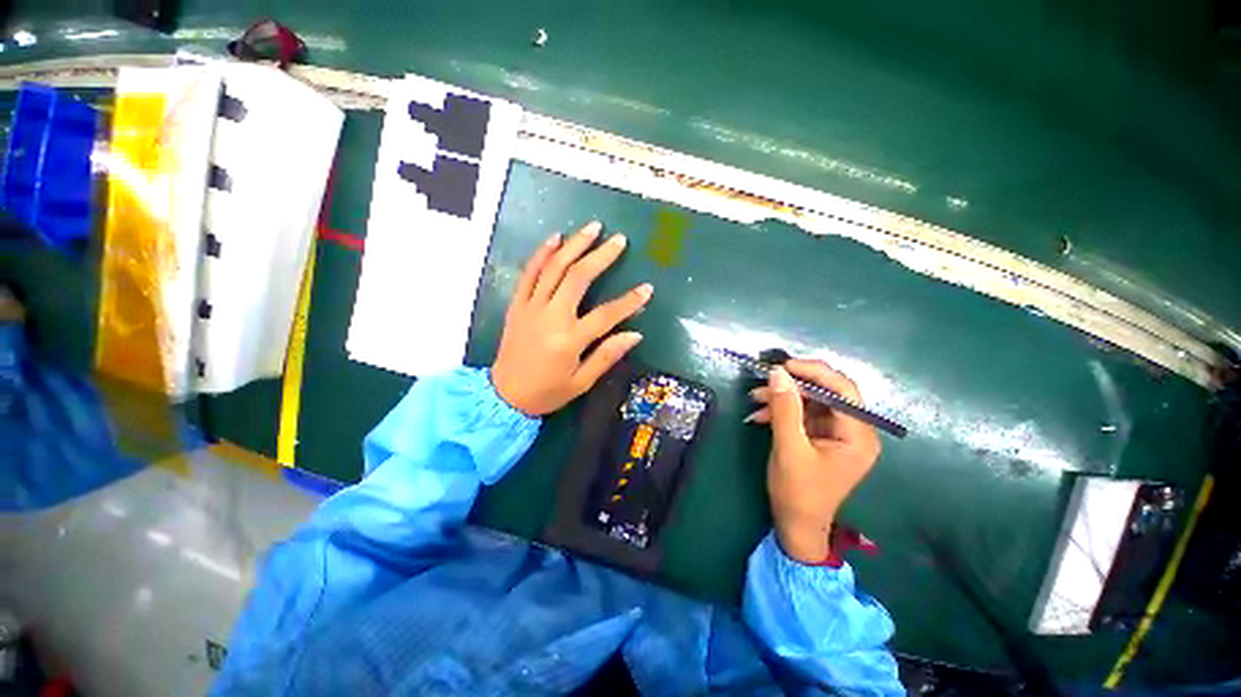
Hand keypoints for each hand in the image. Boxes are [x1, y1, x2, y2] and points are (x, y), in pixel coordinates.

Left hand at [491, 221, 652, 415]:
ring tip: (593, 228)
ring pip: (554, 268)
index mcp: (569, 340)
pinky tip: (556, 237)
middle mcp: (551, 317)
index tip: (647, 288)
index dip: (629, 302)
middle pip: (578, 278)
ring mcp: (531, 307)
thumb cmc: (547, 392)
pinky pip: (529, 273)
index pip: (606, 315)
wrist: (504, 395)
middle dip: (601, 256)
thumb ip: (607, 356)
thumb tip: (635, 334)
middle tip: (619, 240)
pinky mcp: (517, 304)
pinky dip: (542, 253)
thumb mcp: (581, 382)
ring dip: (574, 245)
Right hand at [747, 359, 880, 562]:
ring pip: (811, 401)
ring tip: (755, 397)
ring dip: (783, 397)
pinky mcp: (820, 437)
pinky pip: (802, 414)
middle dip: (794, 385)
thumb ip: (785, 409)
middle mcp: (853, 430)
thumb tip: (777, 373)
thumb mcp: (789, 448)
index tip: (784, 366)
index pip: (844, 390)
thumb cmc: (798, 492)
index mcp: (858, 436)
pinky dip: (781, 411)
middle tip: (765, 379)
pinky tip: (759, 414)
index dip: (815, 373)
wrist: (795, 525)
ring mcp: (836, 433)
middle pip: (827, 393)